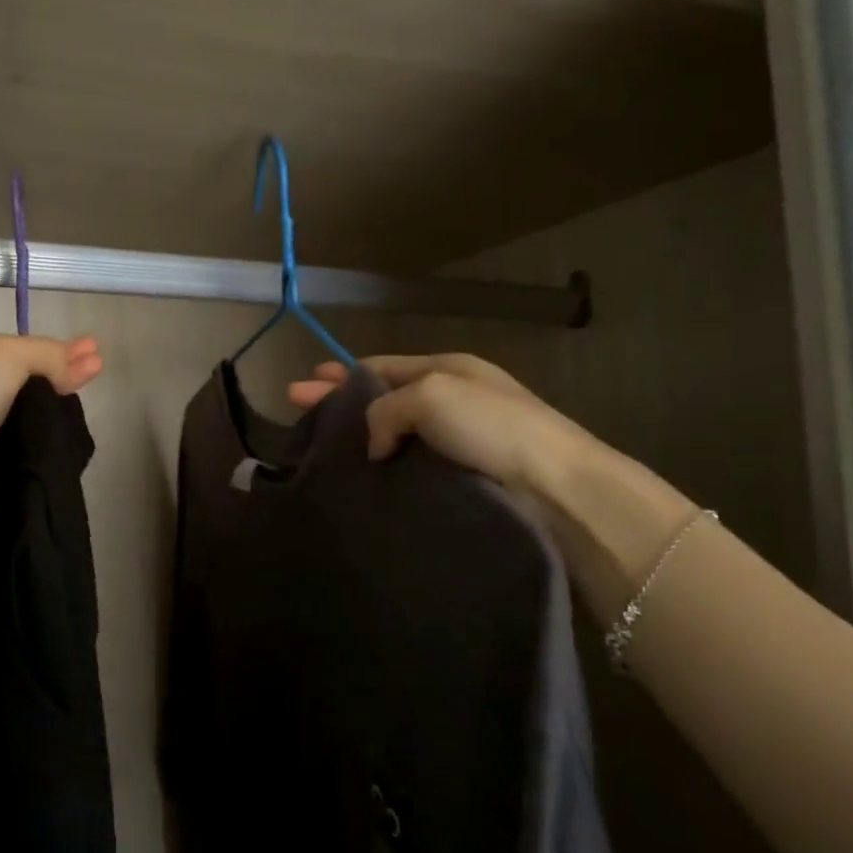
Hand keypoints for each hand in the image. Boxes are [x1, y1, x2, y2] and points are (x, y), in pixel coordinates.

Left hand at [0, 335, 102, 594]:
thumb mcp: (7, 355)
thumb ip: (50, 354)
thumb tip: (88, 363)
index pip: (22, 348)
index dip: (57, 349)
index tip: (94, 352)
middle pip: (31, 379)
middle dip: (65, 375)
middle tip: (100, 371)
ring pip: (35, 414)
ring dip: (62, 411)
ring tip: (92, 404)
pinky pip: (35, 446)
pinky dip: (54, 442)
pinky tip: (77, 436)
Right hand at [287, 353, 588, 492]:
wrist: (555, 486)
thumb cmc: (492, 426)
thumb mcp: (430, 395)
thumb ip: (386, 409)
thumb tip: (376, 445)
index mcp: (446, 368)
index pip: (381, 366)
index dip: (341, 374)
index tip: (306, 383)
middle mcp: (449, 399)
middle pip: (380, 397)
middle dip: (338, 401)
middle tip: (297, 408)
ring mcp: (456, 439)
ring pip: (391, 433)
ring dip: (357, 437)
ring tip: (320, 449)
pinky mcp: (460, 475)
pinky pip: (407, 464)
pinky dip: (380, 466)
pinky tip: (358, 476)